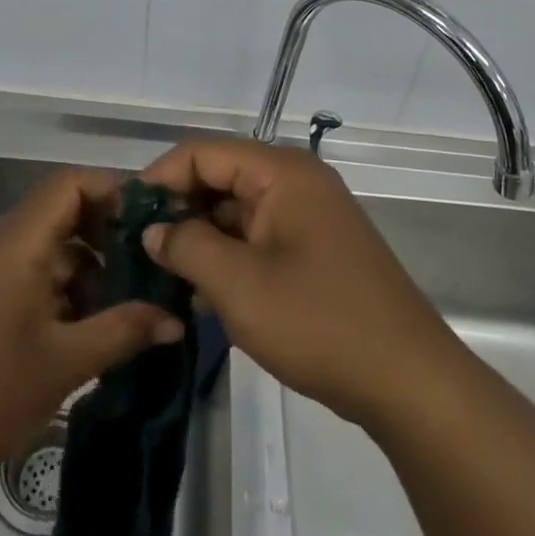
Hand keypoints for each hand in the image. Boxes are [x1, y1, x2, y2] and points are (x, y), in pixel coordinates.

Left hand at [0, 169, 184, 484]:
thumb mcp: (66, 362)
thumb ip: (124, 331)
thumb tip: (176, 319)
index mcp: (15, 241)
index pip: (68, 184)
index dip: (111, 191)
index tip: (148, 220)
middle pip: (60, 210)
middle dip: (105, 234)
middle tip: (146, 264)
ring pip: (47, 242)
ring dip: (85, 265)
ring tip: (122, 305)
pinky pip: (28, 264)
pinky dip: (60, 283)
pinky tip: (84, 323)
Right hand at [141, 139, 451, 429]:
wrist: (409, 382)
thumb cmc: (320, 322)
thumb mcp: (239, 285)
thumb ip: (186, 246)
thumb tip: (153, 229)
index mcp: (281, 172)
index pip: (202, 153)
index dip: (159, 179)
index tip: (126, 218)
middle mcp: (296, 181)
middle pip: (219, 177)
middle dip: (178, 210)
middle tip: (139, 250)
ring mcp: (309, 216)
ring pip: (236, 210)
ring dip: (200, 237)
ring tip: (161, 275)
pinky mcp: (315, 249)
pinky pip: (258, 237)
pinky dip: (228, 256)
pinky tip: (200, 292)